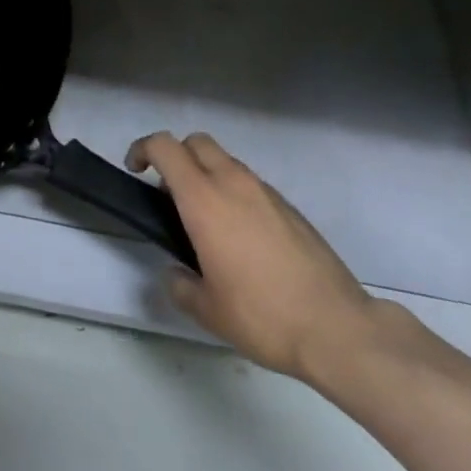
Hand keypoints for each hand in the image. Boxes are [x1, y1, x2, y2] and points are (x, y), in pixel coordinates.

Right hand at [126, 132, 412, 392]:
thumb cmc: (262, 315)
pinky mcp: (289, 206)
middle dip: (176, 157)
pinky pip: (250, 183)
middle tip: (169, 194)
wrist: (336, 327)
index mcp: (204, 200)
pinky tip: (242, 237)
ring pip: (226, 161)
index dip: (143, 149)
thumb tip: (176, 273)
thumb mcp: (208, 310)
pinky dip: (235, 192)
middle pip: (196, 142)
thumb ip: (181, 284)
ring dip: (207, 174)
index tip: (134, 170)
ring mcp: (265, 191)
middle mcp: (233, 183)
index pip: (165, 147)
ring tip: (206, 221)